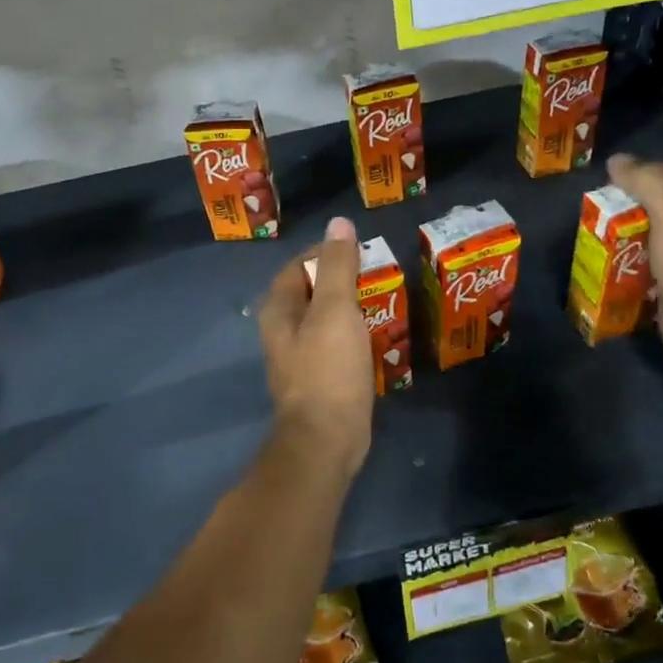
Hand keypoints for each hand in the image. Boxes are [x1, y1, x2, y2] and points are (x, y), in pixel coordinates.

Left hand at [257, 217, 375, 480]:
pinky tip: (378, 336)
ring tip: (383, 301)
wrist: (327, 439)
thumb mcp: (336, 310)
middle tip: (378, 275)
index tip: (361, 251)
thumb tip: (339, 223)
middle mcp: (283, 330)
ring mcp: (300, 357)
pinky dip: (355, 335)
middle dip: (343, 280)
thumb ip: (338, 265)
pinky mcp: (319, 379)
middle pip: (313, 292)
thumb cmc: (328, 369)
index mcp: (279, 309)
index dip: (327, 252)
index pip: (299, 265)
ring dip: (351, 308)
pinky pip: (336, 345)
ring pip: (326, 319)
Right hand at [606, 155, 662, 377]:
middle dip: (626, 210)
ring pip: (647, 239)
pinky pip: (643, 270)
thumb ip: (645, 181)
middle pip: (658, 207)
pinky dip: (624, 269)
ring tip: (593, 240)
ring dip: (621, 241)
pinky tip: (603, 267)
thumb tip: (616, 160)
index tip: (610, 184)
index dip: (643, 173)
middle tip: (596, 214)